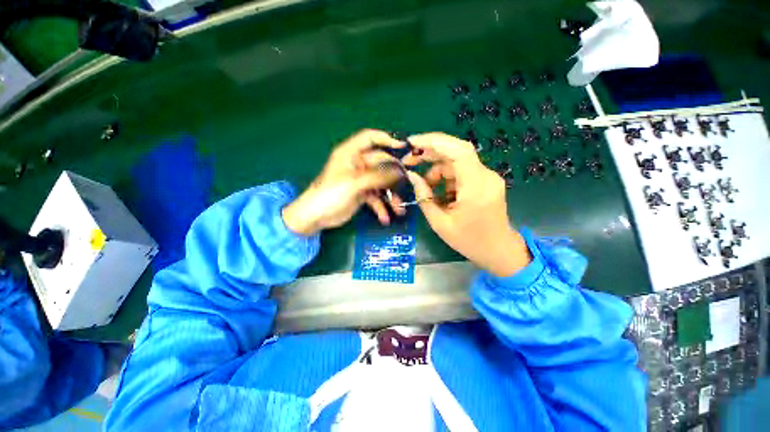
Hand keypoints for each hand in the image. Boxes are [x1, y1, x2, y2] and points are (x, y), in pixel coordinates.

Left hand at [282, 129, 406, 235]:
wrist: (316, 216)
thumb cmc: (331, 194)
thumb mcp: (355, 183)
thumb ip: (378, 176)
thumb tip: (401, 172)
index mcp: (351, 153)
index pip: (370, 138)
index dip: (387, 139)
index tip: (404, 147)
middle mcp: (358, 164)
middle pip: (381, 163)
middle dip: (394, 175)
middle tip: (407, 184)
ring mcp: (361, 180)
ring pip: (381, 183)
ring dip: (391, 196)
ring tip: (399, 209)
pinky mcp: (362, 194)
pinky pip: (376, 198)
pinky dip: (381, 207)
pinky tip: (385, 218)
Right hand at [402, 133, 530, 276]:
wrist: (498, 250)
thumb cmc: (469, 241)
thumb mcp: (440, 223)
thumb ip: (424, 197)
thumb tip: (412, 175)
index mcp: (476, 187)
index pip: (458, 151)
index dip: (434, 142)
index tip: (412, 142)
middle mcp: (485, 176)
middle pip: (456, 151)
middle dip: (430, 152)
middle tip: (409, 160)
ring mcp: (487, 177)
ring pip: (456, 162)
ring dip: (436, 169)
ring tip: (424, 187)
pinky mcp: (485, 181)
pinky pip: (461, 171)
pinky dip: (446, 178)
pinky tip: (438, 193)